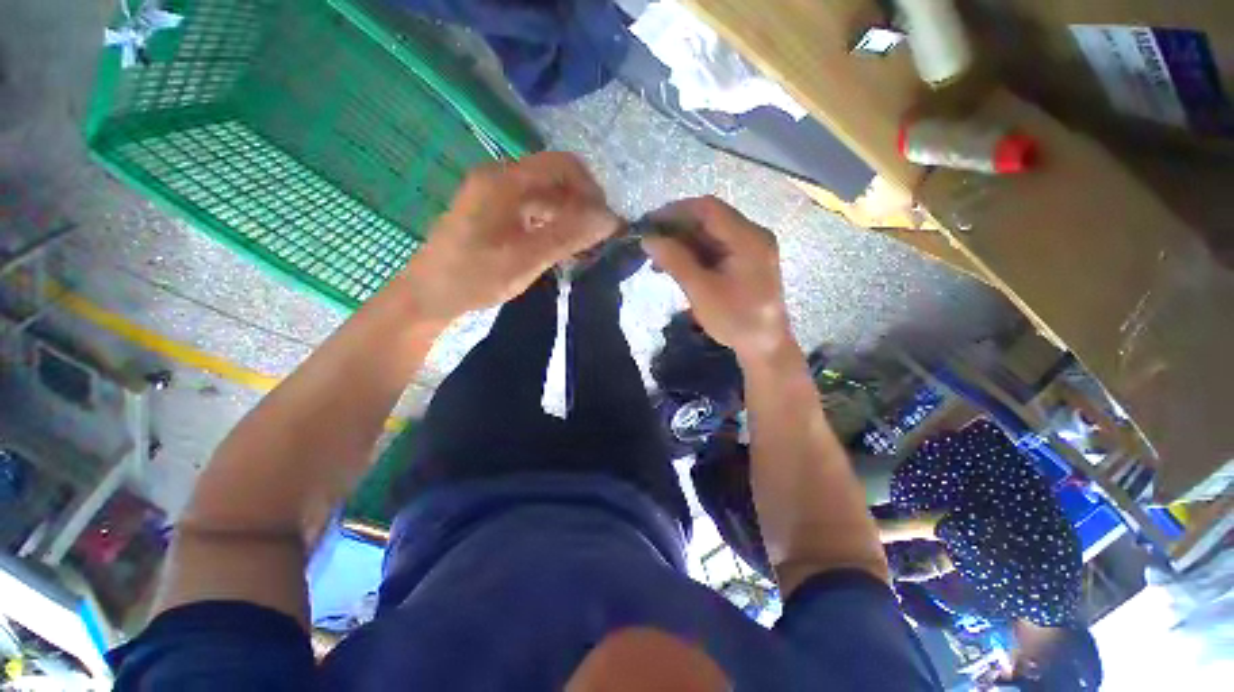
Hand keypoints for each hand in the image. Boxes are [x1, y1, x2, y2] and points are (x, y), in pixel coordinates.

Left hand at [400, 152, 618, 322]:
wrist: (430, 294)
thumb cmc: (475, 276)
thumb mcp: (526, 258)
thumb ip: (568, 235)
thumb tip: (610, 219)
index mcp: (505, 180)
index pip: (563, 165)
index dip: (591, 190)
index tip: (605, 223)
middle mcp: (501, 178)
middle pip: (555, 179)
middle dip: (582, 205)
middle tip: (598, 238)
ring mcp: (496, 195)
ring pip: (546, 196)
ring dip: (569, 216)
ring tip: (584, 247)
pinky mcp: (495, 213)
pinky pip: (534, 210)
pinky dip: (553, 224)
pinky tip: (561, 247)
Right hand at [641, 196, 791, 360]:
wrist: (764, 346)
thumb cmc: (734, 319)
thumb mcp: (701, 290)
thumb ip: (674, 261)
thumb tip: (648, 239)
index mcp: (748, 238)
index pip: (708, 208)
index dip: (675, 211)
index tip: (649, 224)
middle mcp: (752, 235)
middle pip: (709, 220)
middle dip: (677, 230)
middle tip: (650, 244)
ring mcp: (750, 248)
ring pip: (710, 235)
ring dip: (683, 244)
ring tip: (657, 260)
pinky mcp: (745, 262)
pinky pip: (716, 249)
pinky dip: (694, 255)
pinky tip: (676, 266)